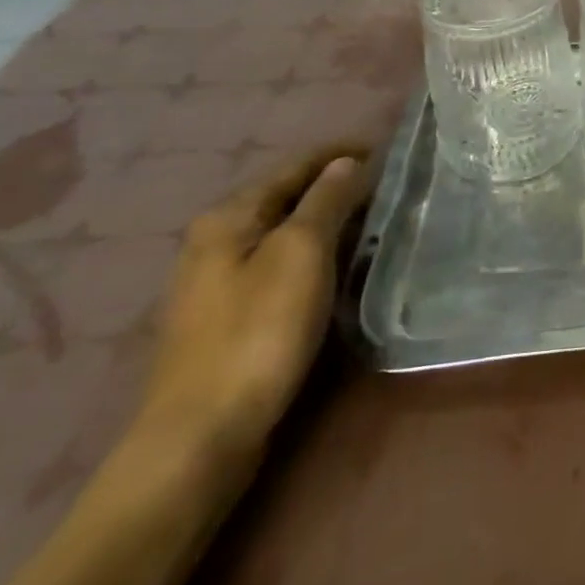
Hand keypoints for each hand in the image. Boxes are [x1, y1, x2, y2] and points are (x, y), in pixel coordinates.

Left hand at [133, 147, 371, 469]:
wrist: (201, 435)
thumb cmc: (258, 331)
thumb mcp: (301, 253)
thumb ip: (326, 201)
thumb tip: (345, 162)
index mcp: (228, 217)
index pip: (293, 166)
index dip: (338, 153)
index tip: (383, 148)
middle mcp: (213, 240)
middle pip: (283, 196)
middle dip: (331, 185)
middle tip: (382, 185)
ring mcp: (214, 282)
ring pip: (279, 232)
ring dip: (322, 220)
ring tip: (367, 220)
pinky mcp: (224, 317)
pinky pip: (275, 263)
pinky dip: (309, 252)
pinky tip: (331, 265)